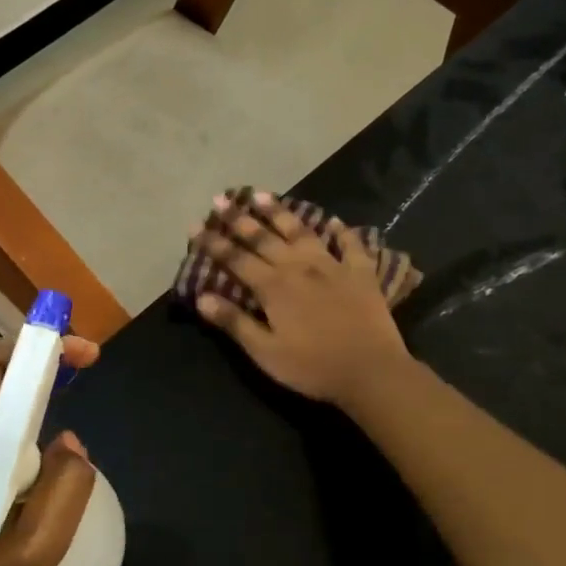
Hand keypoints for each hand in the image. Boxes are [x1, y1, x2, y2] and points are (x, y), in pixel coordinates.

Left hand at [0, 335, 99, 565]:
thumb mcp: (44, 545)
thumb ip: (69, 483)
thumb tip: (67, 439)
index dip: (38, 349)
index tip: (84, 352)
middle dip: (31, 359)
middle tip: (80, 363)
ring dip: (19, 382)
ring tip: (63, 387)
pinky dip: (5, 406)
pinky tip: (33, 426)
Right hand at [191, 193, 411, 409]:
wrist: (371, 371)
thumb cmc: (312, 367)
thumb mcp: (265, 352)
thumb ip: (234, 322)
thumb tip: (201, 297)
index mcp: (273, 287)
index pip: (235, 259)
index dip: (213, 242)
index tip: (194, 225)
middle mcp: (299, 267)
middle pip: (264, 237)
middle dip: (239, 218)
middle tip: (221, 198)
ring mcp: (332, 266)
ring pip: (301, 231)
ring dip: (280, 212)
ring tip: (262, 195)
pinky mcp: (361, 273)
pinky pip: (351, 245)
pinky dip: (341, 231)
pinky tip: (334, 221)